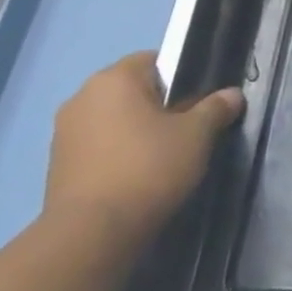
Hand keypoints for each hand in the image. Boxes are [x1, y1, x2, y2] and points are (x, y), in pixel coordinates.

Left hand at [43, 53, 243, 240]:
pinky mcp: (60, 162)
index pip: (154, 60)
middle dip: (162, 104)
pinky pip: (101, 144)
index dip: (183, 76)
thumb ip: (215, 108)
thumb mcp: (197, 134)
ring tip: (167, 155)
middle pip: (134, 90)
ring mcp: (65, 130)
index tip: (202, 101)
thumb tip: (232, 94)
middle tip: (191, 129)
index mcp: (114, 79)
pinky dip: (121, 151)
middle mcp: (82, 97)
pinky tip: (141, 173)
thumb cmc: (150, 167)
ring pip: (116, 118)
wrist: (94, 230)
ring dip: (140, 129)